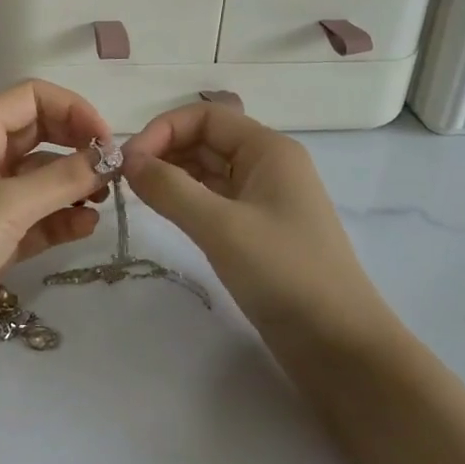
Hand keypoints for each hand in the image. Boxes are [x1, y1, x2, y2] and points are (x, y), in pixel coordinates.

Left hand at [0, 81, 112, 366]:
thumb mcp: (7, 206)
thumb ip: (63, 179)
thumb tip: (110, 157)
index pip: (33, 97)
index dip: (73, 109)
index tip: (105, 141)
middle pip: (42, 133)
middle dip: (78, 147)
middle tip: (111, 173)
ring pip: (42, 176)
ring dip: (73, 184)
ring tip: (102, 201)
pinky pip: (38, 214)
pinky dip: (62, 218)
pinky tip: (85, 227)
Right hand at [122, 102, 395, 347]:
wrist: (341, 347)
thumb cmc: (284, 273)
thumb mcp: (221, 227)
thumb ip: (170, 188)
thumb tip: (127, 160)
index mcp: (268, 149)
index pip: (205, 116)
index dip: (163, 129)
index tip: (127, 161)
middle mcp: (267, 165)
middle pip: (206, 139)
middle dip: (164, 151)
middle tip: (124, 180)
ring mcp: (265, 199)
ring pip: (208, 170)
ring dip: (172, 175)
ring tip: (137, 195)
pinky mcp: (259, 231)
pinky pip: (215, 200)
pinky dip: (186, 199)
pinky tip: (164, 213)